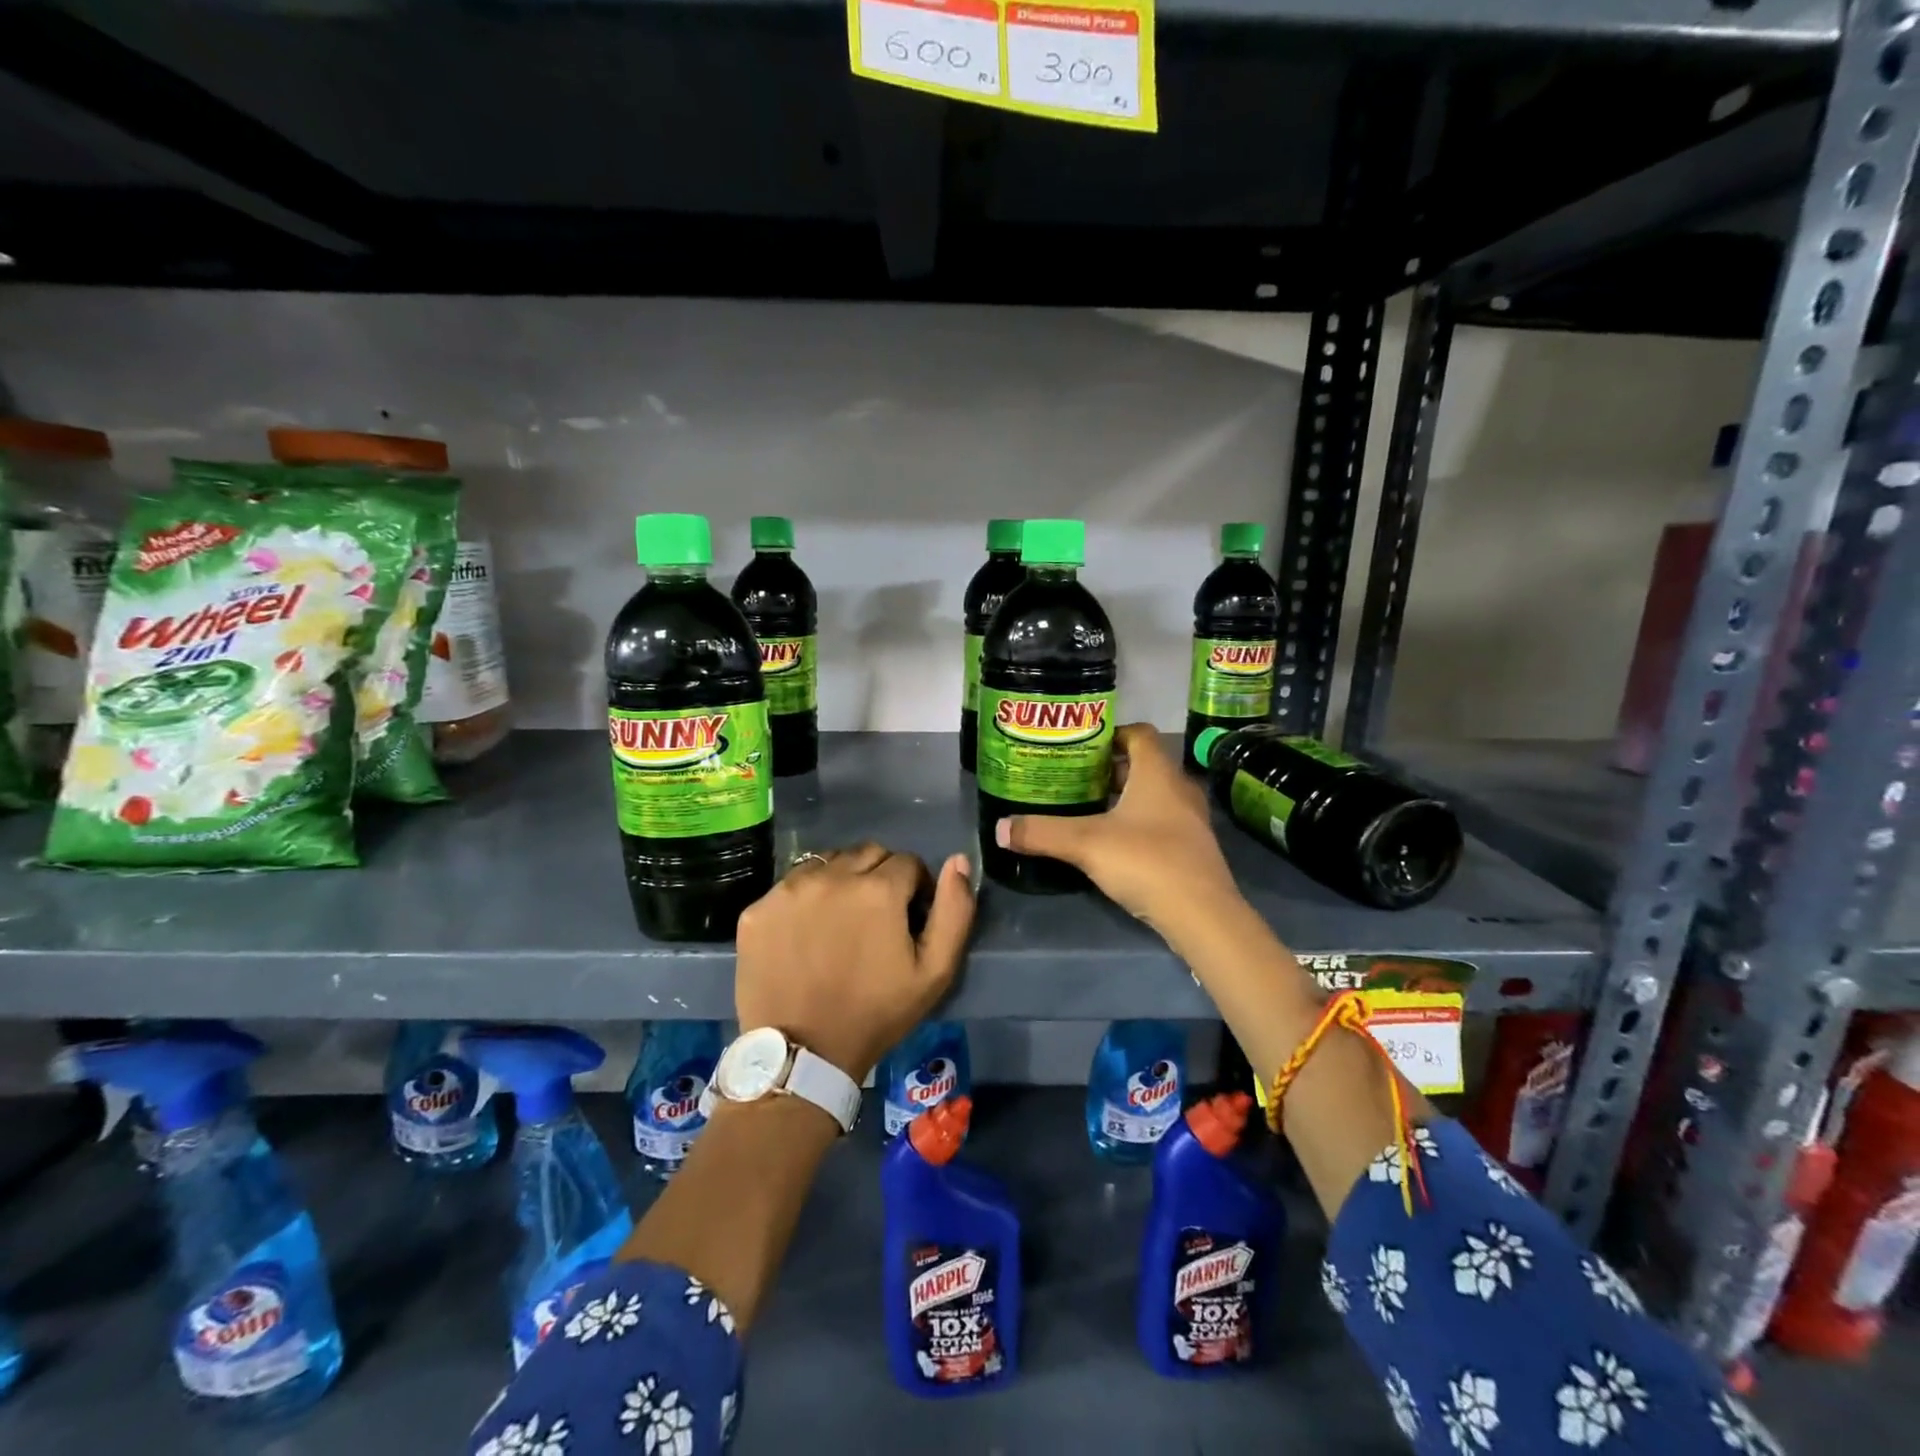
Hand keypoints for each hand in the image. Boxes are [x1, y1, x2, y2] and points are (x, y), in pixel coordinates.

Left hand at [734, 843, 974, 1083]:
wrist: (803, 1055)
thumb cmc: (876, 1013)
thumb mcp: (934, 972)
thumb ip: (955, 910)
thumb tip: (957, 861)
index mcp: (878, 889)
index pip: (908, 862)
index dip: (915, 888)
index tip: (909, 918)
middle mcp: (832, 876)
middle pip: (868, 853)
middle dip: (880, 876)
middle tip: (876, 918)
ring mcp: (789, 890)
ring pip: (828, 862)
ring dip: (841, 881)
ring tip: (839, 923)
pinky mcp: (758, 908)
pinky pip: (791, 885)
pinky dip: (805, 899)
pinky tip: (806, 934)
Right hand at [995, 723, 1241, 939]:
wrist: (1203, 915)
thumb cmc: (1146, 861)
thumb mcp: (1085, 844)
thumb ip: (1041, 832)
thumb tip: (1000, 828)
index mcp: (1157, 773)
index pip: (1139, 734)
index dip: (1110, 734)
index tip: (1080, 746)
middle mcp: (1179, 788)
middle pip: (1144, 765)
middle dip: (1110, 770)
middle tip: (1075, 779)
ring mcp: (1191, 820)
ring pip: (1154, 795)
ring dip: (1125, 798)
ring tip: (1088, 810)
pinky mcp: (1193, 848)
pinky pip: (1162, 822)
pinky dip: (1139, 823)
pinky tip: (1114, 843)